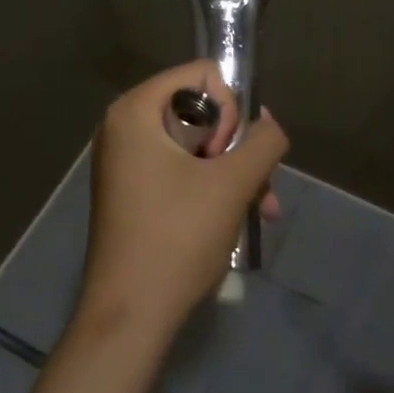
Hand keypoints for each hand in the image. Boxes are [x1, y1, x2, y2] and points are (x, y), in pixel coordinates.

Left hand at [78, 62, 288, 339]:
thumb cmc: (176, 239)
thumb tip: (269, 122)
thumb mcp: (232, 184)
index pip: (201, 74)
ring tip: (262, 211)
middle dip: (235, 148)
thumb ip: (263, 142)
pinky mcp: (133, 190)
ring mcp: (126, 160)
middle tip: (251, 186)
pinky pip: (181, 170)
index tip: (226, 155)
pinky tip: (240, 221)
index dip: (228, 110)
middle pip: (200, 111)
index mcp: (136, 110)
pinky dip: (211, 188)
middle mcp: (125, 126)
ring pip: (196, 145)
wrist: (128, 317)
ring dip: (233, 173)